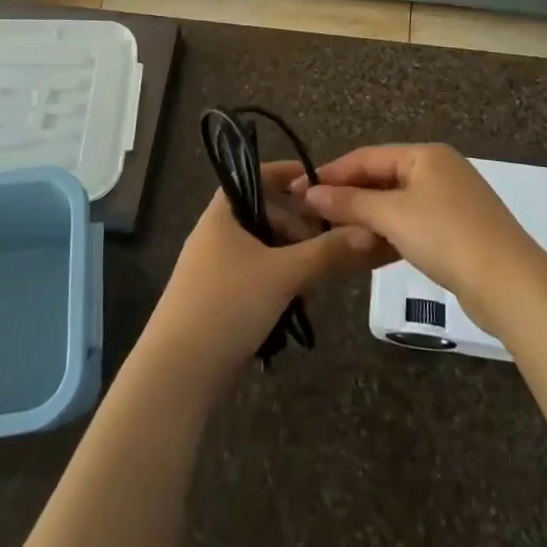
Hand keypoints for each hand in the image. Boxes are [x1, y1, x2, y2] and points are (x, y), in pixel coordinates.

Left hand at [144, 161, 388, 386]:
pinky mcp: (216, 300)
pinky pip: (254, 278)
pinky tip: (294, 308)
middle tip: (328, 244)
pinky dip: (276, 285)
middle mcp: (215, 233)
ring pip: (262, 250)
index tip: (319, 183)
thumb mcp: (284, 274)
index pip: (256, 176)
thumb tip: (368, 232)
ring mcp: (213, 268)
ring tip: (315, 284)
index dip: (287, 175)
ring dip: (291, 262)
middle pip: (264, 215)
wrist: (178, 372)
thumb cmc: (228, 304)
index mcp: (222, 212)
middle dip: (298, 228)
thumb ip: (327, 252)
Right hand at [296, 144, 544, 326]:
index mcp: (425, 154)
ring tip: (333, 234)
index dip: (332, 173)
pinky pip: (412, 225)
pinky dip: (389, 234)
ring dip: (366, 219)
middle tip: (312, 215)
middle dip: (348, 197)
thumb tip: (310, 192)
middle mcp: (438, 170)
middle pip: (382, 178)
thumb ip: (350, 202)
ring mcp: (451, 201)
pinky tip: (368, 251)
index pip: (366, 156)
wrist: (511, 285)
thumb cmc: (447, 236)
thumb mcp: (393, 215)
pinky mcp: (457, 232)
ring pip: (396, 204)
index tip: (299, 190)